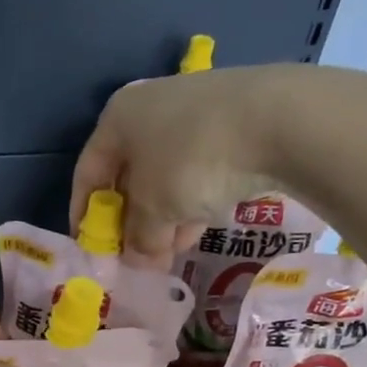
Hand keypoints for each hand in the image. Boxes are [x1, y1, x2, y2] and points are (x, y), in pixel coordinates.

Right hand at [70, 63, 366, 264]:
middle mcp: (150, 107)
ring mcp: (195, 110)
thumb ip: (138, 238)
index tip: (91, 248)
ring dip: (165, 216)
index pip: (88, 173)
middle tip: (138, 256)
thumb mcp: (154, 210)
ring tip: (172, 251)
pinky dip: (194, 198)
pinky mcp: (234, 119)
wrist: (280, 118)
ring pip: (167, 173)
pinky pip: (200, 166)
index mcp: (117, 118)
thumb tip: (136, 259)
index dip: (85, 214)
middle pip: (130, 174)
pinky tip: (202, 225)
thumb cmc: (192, 162)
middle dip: (132, 221)